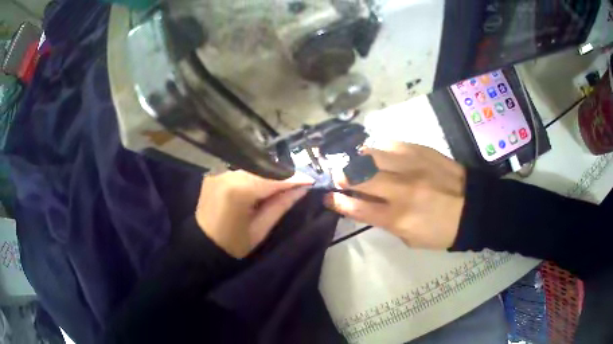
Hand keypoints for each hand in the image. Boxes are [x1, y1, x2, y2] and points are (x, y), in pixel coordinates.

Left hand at [196, 170, 313, 257]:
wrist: (201, 246)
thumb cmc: (232, 245)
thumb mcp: (260, 230)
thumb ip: (281, 205)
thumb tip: (302, 188)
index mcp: (239, 190)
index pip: (273, 178)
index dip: (295, 178)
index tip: (312, 179)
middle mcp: (227, 173)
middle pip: (264, 168)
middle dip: (283, 175)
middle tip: (300, 182)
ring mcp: (219, 171)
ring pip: (253, 167)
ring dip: (269, 174)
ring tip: (283, 184)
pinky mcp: (215, 172)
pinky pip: (240, 169)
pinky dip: (254, 175)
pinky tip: (262, 183)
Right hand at [324, 142, 466, 248]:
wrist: (473, 207)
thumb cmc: (442, 230)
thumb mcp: (410, 238)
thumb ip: (386, 222)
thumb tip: (366, 205)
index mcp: (398, 217)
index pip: (356, 207)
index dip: (337, 202)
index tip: (328, 197)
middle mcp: (400, 189)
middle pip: (358, 177)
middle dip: (340, 176)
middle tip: (337, 176)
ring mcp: (411, 166)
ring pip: (371, 154)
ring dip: (356, 158)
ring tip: (354, 162)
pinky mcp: (420, 150)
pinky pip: (390, 143)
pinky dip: (377, 147)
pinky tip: (375, 152)